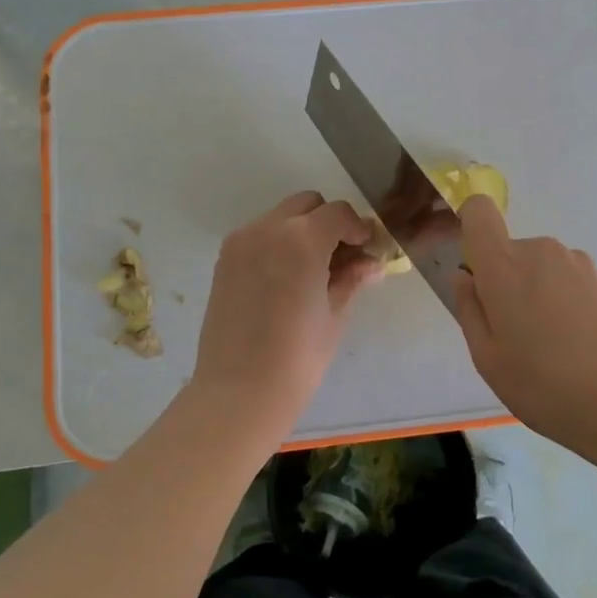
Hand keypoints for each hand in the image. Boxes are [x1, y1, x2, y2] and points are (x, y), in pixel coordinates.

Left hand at [192, 191, 382, 428]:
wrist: (239, 391)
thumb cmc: (298, 357)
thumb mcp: (334, 314)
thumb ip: (352, 278)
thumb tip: (372, 262)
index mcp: (301, 239)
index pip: (338, 213)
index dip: (358, 228)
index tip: (367, 250)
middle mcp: (267, 229)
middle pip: (306, 205)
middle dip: (328, 223)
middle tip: (342, 257)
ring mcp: (241, 243)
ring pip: (281, 218)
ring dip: (302, 231)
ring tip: (313, 271)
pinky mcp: (224, 261)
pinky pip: (259, 236)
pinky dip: (278, 244)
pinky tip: (287, 280)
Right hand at [452, 196, 596, 446]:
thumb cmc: (545, 385)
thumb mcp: (488, 359)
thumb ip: (470, 309)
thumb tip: (465, 277)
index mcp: (505, 265)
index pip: (479, 212)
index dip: (471, 227)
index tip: (476, 268)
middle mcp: (543, 252)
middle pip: (513, 252)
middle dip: (508, 283)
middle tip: (515, 336)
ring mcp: (581, 265)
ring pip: (545, 270)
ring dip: (541, 296)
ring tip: (554, 349)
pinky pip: (574, 285)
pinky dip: (570, 306)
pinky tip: (583, 349)